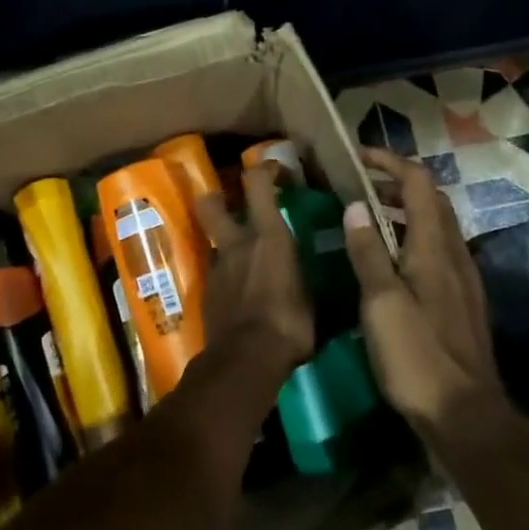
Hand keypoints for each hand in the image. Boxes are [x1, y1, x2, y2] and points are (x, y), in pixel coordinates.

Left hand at [194, 165, 316, 380]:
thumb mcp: (314, 298)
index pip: (257, 184)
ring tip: (245, 257)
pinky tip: (241, 291)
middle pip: (211, 204)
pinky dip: (227, 274)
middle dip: (218, 197)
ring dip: (226, 242)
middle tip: (233, 203)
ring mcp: (217, 267)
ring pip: (214, 240)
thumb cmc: (290, 324)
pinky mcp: (207, 292)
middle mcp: (237, 244)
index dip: (264, 169)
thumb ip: (308, 278)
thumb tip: (321, 278)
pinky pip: (216, 271)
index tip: (275, 169)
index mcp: (268, 236)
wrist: (246, 360)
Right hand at [342, 148, 501, 439]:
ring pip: (436, 227)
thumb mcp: (381, 303)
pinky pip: (438, 252)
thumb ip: (368, 252)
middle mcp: (454, 254)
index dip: (390, 162)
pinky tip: (391, 263)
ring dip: (406, 212)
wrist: (466, 415)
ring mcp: (463, 279)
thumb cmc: (417, 355)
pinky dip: (413, 239)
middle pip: (432, 200)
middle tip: (360, 186)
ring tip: (369, 219)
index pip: (418, 183)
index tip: (358, 157)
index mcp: (433, 247)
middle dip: (398, 184)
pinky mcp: (462, 302)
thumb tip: (355, 206)